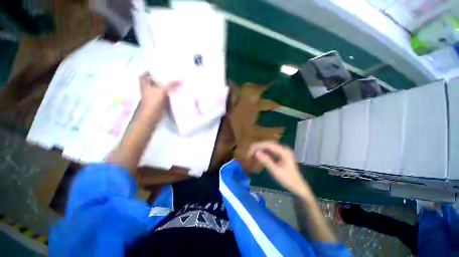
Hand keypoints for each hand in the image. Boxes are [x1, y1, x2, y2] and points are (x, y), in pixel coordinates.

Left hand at [138, 73, 180, 116]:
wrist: (151, 116)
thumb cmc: (153, 102)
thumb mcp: (162, 91)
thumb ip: (170, 85)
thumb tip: (180, 79)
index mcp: (145, 84)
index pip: (145, 74)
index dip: (150, 71)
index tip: (158, 68)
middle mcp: (148, 89)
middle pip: (153, 81)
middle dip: (160, 78)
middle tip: (169, 75)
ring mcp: (153, 96)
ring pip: (159, 88)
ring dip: (165, 86)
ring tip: (174, 81)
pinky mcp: (158, 101)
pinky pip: (163, 95)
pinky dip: (168, 93)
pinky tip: (174, 92)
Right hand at [249, 141, 311, 197]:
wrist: (298, 187)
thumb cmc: (288, 180)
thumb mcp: (276, 172)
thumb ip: (266, 161)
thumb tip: (256, 153)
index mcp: (284, 152)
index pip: (269, 145)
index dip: (259, 146)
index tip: (250, 149)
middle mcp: (284, 149)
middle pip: (269, 144)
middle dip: (259, 147)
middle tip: (250, 151)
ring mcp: (283, 152)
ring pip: (269, 147)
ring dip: (261, 149)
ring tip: (252, 153)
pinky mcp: (281, 155)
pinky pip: (271, 151)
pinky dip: (264, 152)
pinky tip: (260, 155)